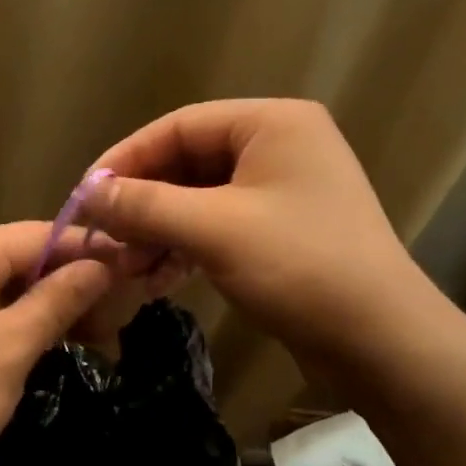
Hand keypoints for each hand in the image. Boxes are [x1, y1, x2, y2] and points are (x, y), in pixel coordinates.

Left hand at [0, 222, 113, 465]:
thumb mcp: (8, 350)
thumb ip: (56, 300)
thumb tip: (102, 264)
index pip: (40, 235)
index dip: (90, 251)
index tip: (138, 269)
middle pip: (25, 257)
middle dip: (74, 281)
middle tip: (123, 311)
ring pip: (10, 285)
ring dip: (53, 305)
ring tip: (100, 331)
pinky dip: (24, 322)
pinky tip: (55, 341)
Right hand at [81, 99, 436, 375]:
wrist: (381, 342)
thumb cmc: (299, 267)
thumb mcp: (214, 229)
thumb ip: (145, 205)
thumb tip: (87, 194)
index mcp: (271, 123)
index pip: (178, 126)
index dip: (125, 159)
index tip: (84, 196)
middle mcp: (278, 146)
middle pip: (187, 163)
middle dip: (142, 203)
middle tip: (101, 238)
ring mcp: (282, 190)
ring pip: (200, 199)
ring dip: (159, 231)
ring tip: (124, 267)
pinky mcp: (281, 231)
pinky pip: (218, 226)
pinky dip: (185, 248)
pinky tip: (156, 279)